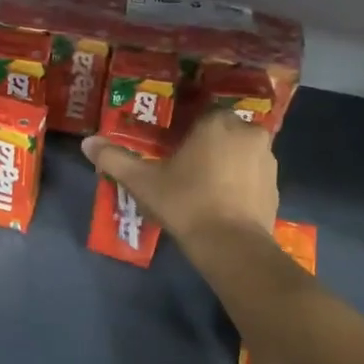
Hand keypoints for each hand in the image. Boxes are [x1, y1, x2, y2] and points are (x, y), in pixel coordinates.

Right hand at [81, 107, 278, 246]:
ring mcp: (267, 159)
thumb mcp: (144, 183)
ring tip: (206, 190)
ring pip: (241, 154)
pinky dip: (242, 185)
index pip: (201, 117)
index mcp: (217, 123)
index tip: (174, 155)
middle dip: (209, 148)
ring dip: (228, 165)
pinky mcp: (276, 186)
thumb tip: (87, 142)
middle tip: (188, 173)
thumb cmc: (186, 204)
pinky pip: (254, 176)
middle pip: (224, 133)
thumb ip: (115, 159)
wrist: (231, 246)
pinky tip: (225, 204)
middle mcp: (248, 132)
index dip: (187, 135)